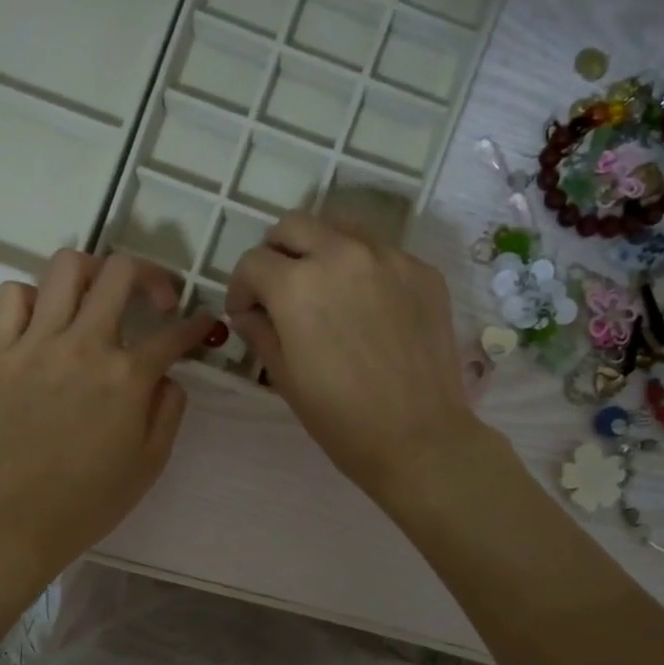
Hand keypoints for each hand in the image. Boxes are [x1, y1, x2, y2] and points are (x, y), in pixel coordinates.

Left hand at [0, 249, 215, 583]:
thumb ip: (169, 409)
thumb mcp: (151, 462)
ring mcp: (36, 343)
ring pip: (65, 267)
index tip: (205, 325)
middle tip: (157, 302)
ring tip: (100, 298)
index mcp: (127, 377)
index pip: (174, 334)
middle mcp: (84, 345)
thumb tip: (167, 375)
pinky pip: (11, 296)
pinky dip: (33, 296)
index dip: (198, 325)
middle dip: (152, 277)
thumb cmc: (91, 501)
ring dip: (93, 272)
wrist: (17, 521)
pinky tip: (46, 321)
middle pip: (121, 272)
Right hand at [227, 211, 490, 503]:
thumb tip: (249, 313)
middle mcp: (341, 255)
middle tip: (279, 291)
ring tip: (324, 288)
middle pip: (294, 225)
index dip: (240, 288)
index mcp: (297, 285)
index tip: (246, 313)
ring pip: (341, 226)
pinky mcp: (423, 271)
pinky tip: (369, 308)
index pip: (252, 262)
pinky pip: (382, 252)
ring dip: (321, 248)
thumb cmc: (341, 420)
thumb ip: (261, 333)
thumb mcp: (286, 379)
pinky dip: (364, 268)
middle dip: (276, 254)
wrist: (418, 438)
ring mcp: (389, 258)